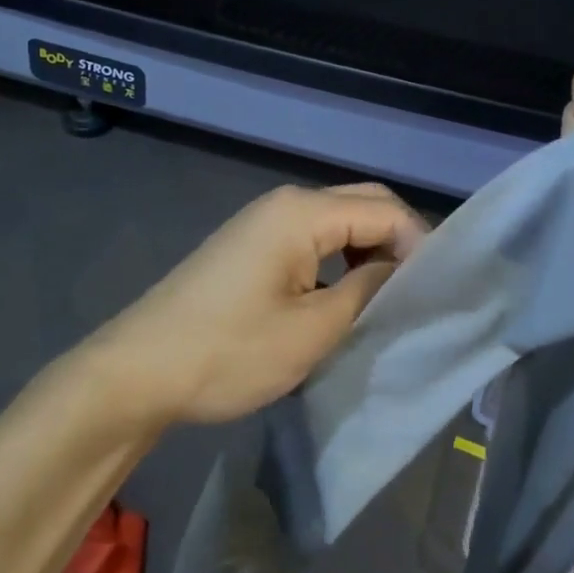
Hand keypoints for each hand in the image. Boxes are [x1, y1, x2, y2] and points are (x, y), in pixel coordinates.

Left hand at [90, 183, 427, 425]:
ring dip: (368, 249)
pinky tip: (344, 294)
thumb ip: (367, 291)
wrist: (137, 370)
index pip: (384, 209)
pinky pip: (311, 237)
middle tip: (418, 291)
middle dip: (397, 240)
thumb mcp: (312, 331)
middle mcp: (286, 202)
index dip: (419, 244)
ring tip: (387, 298)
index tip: (436, 291)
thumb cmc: (228, 352)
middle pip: (362, 203)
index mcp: (303, 212)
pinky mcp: (250, 244)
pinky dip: (339, 258)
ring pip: (337, 220)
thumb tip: (400, 270)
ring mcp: (264, 221)